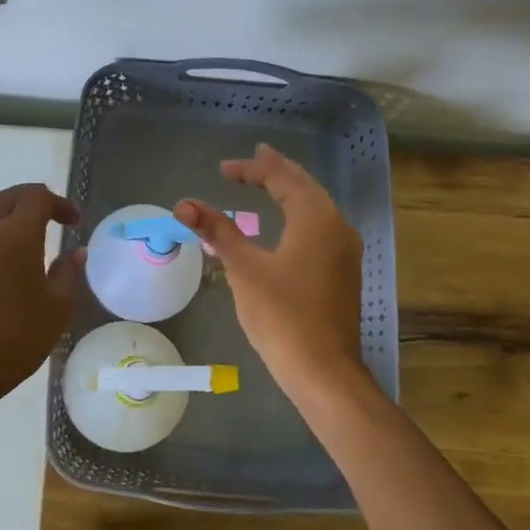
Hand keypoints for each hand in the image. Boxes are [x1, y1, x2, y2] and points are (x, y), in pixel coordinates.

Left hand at [0, 183, 84, 415]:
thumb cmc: (14, 339)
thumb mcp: (56, 309)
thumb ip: (68, 273)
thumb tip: (76, 252)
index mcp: (14, 234)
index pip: (37, 196)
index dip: (60, 203)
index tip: (74, 223)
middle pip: (9, 198)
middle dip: (34, 201)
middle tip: (54, 220)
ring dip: (10, 217)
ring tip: (30, 240)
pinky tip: (4, 267)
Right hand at [174, 146, 372, 409]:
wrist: (324, 371)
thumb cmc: (282, 316)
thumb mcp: (244, 270)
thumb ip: (218, 232)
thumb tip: (184, 204)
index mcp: (316, 218)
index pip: (282, 179)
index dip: (252, 170)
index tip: (223, 170)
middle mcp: (337, 226)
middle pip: (305, 186)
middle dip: (277, 171)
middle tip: (254, 158)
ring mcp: (344, 250)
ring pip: (316, 206)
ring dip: (290, 190)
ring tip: (268, 180)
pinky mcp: (342, 271)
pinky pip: (320, 226)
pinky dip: (299, 213)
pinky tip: (287, 222)